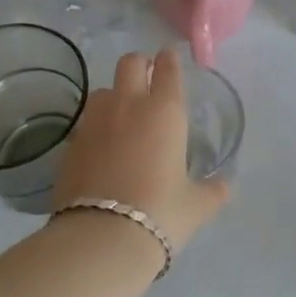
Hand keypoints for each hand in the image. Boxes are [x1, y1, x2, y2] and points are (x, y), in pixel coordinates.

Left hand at [51, 47, 228, 250]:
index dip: (170, 59)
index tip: (170, 57)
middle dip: (140, 64)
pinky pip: (86, 122)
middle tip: (148, 77)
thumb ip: (213, 191)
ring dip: (115, 94)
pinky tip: (102, 146)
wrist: (101, 239)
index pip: (168, 68)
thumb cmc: (160, 213)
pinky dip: (96, 126)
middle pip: (130, 63)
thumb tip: (224, 187)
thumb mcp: (196, 205)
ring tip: (122, 114)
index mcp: (165, 111)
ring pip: (103, 90)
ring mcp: (95, 122)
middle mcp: (129, 105)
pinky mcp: (71, 144)